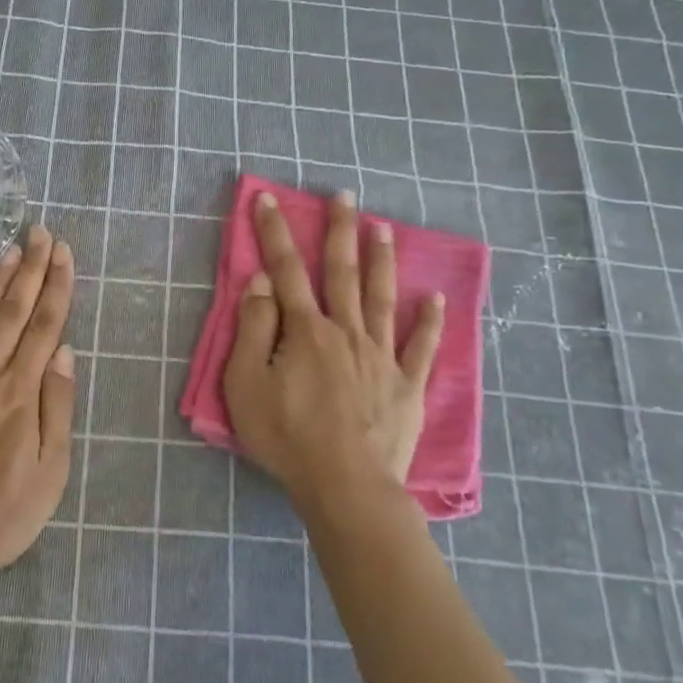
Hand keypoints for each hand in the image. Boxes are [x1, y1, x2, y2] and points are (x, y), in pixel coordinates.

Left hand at [0, 224, 75, 586]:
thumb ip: (57, 408)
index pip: (45, 326)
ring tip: (10, 249)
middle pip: (12, 310)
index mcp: (21, 393)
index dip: (56, 286)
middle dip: (30, 269)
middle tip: (40, 233)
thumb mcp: (49, 474)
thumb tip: (65, 352)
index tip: (63, 253)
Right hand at [222, 190, 444, 518]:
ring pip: (383, 298)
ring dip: (382, 260)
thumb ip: (253, 329)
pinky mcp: (407, 386)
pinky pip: (422, 347)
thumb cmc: (287, 436)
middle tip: (345, 195)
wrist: (346, 486)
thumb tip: (262, 283)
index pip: (286, 270)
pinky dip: (430, 322)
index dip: (275, 233)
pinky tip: (435, 298)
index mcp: (306, 330)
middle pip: (342, 272)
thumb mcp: (247, 383)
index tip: (270, 199)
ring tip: (384, 228)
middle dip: (339, 230)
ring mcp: (382, 357)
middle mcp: (347, 332)